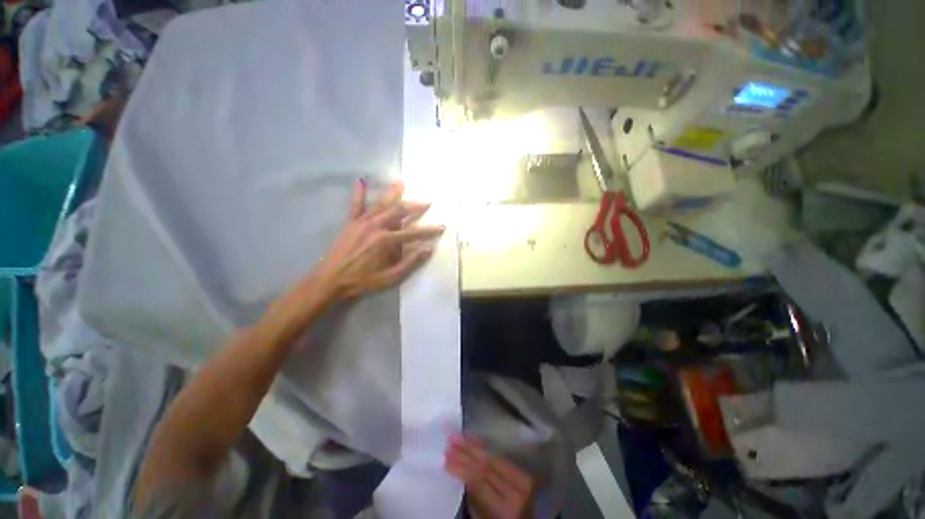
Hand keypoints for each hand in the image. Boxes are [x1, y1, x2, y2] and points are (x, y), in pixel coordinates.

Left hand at [314, 179, 443, 299]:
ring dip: (392, 193)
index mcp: (387, 241)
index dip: (429, 230)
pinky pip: (356, 205)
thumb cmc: (363, 280)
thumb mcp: (391, 277)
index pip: (414, 233)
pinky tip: (360, 180)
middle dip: (414, 206)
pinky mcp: (350, 222)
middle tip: (427, 201)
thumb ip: (410, 263)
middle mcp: (376, 226)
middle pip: (399, 212)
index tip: (442, 226)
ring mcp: (362, 222)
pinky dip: (359, 193)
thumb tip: (428, 250)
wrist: (331, 279)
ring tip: (401, 183)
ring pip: (381, 204)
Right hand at [445, 434, 534, 518]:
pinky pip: (502, 457)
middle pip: (486, 465)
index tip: (445, 459)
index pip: (478, 481)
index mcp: (505, 508)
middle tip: (449, 440)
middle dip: (465, 451)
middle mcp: (517, 491)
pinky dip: (485, 448)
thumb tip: (461, 472)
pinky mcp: (525, 474)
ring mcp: (523, 481)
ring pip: (494, 457)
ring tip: (457, 436)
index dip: (461, 467)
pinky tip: (473, 441)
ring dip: (473, 445)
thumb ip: (474, 498)